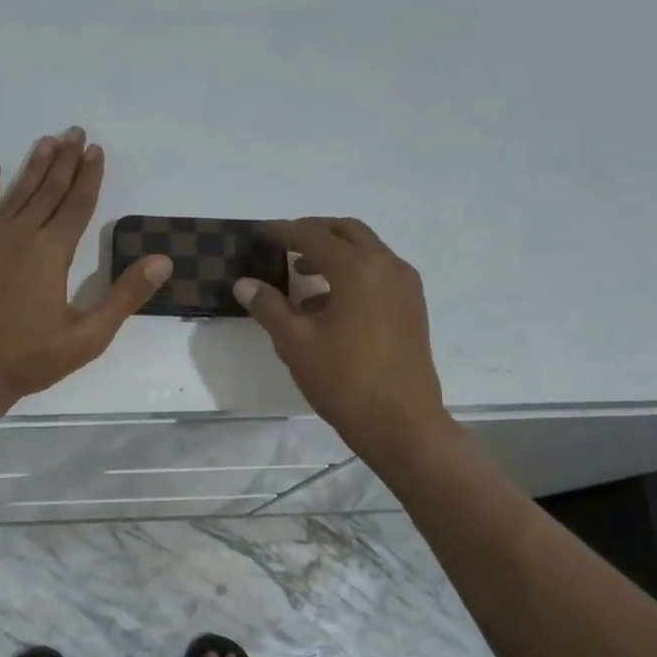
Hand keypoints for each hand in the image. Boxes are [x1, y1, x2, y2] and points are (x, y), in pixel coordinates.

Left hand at [0, 126, 170, 415]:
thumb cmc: (31, 359)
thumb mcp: (88, 337)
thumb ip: (124, 296)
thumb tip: (162, 261)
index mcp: (52, 253)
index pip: (76, 205)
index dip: (89, 177)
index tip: (96, 151)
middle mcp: (20, 236)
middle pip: (48, 191)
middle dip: (64, 161)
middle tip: (75, 132)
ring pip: (16, 194)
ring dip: (33, 166)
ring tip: (46, 140)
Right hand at [234, 217, 449, 459]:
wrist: (401, 424)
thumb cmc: (344, 381)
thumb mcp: (296, 343)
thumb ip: (269, 307)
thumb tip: (244, 283)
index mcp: (359, 268)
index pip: (314, 235)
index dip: (283, 232)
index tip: (259, 233)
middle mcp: (388, 266)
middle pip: (347, 232)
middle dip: (313, 233)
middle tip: (283, 245)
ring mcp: (405, 287)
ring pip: (366, 253)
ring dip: (333, 255)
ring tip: (300, 276)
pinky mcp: (412, 308)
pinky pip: (378, 275)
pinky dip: (351, 276)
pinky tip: (325, 307)